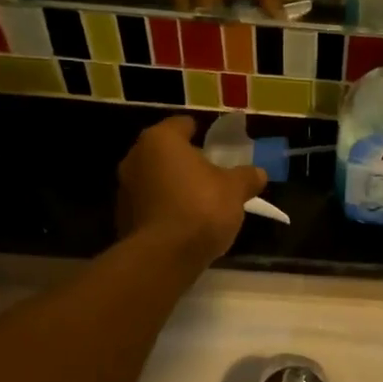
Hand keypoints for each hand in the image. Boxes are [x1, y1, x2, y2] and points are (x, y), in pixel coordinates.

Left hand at [117, 116, 267, 262]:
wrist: (163, 257)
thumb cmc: (200, 208)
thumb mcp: (235, 190)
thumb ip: (246, 177)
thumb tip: (259, 173)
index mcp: (160, 140)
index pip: (182, 124)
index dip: (201, 133)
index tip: (217, 145)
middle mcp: (135, 158)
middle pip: (166, 153)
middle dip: (187, 161)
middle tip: (212, 174)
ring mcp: (125, 189)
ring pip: (156, 179)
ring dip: (175, 186)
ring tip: (201, 201)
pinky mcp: (123, 217)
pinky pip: (151, 205)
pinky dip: (166, 208)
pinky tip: (185, 223)